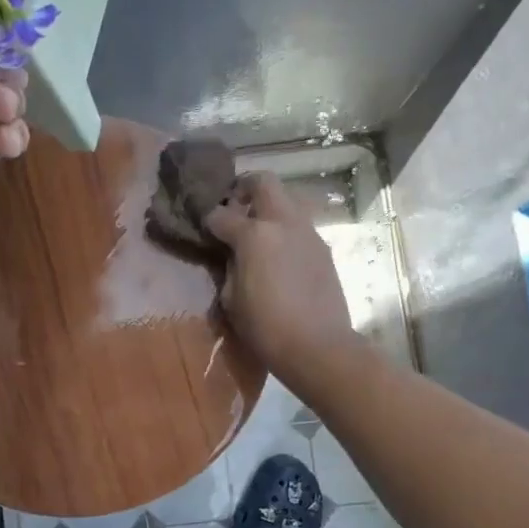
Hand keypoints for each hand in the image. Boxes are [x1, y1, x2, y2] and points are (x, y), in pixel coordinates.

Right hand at [205, 172, 356, 382]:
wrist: (318, 346)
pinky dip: (286, 230)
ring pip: (287, 200)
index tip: (205, 227)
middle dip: (245, 189)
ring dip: (269, 208)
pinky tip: (279, 256)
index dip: (209, 219)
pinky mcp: (323, 249)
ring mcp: (308, 233)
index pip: (222, 214)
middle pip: (263, 182)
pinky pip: (300, 226)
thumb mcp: (231, 300)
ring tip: (258, 234)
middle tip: (235, 209)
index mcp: (254, 235)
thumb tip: (233, 256)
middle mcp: (283, 223)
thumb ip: (229, 268)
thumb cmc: (265, 327)